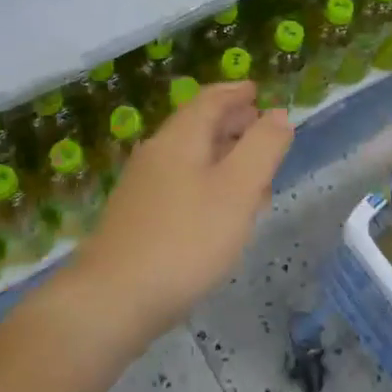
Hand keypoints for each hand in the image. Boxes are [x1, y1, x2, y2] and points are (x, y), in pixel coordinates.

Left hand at [69, 81, 291, 343]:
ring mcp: (143, 187)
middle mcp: (157, 154)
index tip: (257, 91)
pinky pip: (181, 186)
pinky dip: (208, 184)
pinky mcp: (138, 218)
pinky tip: (221, 212)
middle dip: (232, 124)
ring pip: (190, 158)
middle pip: (198, 126)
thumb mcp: (237, 190)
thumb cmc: (185, 240)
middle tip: (262, 129)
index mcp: (180, 138)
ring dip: (223, 157)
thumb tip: (278, 114)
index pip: (210, 100)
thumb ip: (262, 148)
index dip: (236, 93)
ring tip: (253, 174)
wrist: (113, 300)